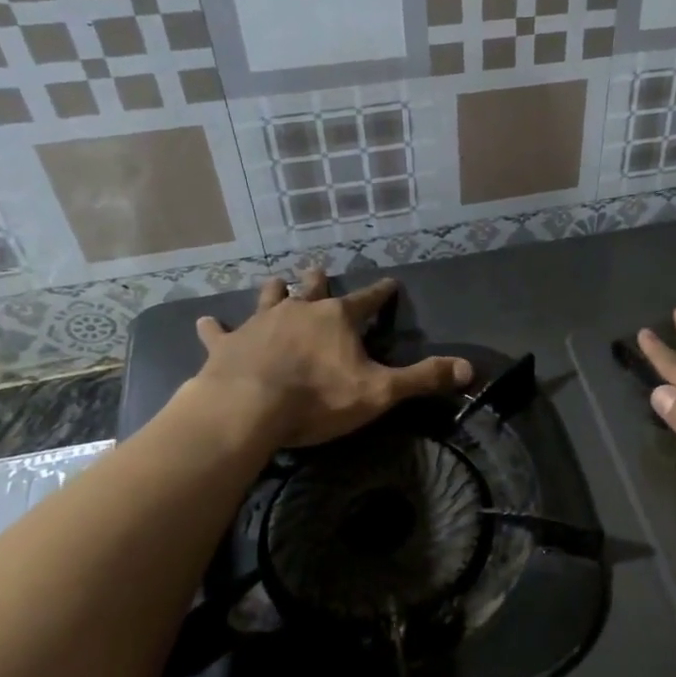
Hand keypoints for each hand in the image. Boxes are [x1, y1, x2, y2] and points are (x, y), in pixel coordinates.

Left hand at [172, 271, 472, 451]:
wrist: (248, 408)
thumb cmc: (318, 398)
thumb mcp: (380, 391)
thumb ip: (424, 378)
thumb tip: (471, 369)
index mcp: (337, 319)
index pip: (368, 300)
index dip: (381, 293)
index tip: (391, 283)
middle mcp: (300, 311)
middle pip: (314, 289)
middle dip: (319, 280)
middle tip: (319, 268)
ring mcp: (260, 324)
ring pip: (269, 299)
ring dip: (274, 292)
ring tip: (275, 280)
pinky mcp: (228, 345)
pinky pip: (220, 332)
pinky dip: (214, 327)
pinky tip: (205, 321)